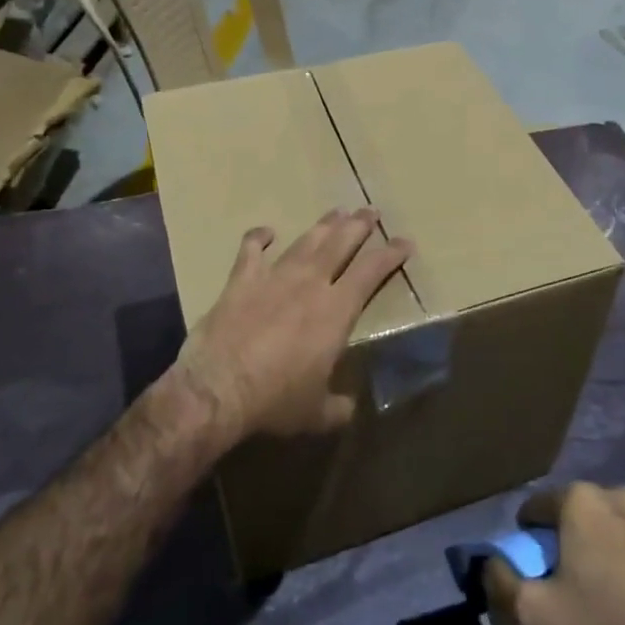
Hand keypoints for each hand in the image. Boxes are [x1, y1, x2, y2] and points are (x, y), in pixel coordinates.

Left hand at [178, 209, 412, 440]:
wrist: (219, 388)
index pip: (371, 272)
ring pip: (305, 242)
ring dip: (322, 226)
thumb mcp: (317, 413)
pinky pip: (250, 250)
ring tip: (336, 212)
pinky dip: (258, 238)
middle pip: (340, 244)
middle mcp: (310, 284)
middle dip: (358, 225)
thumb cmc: (276, 401)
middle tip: (369, 211)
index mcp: (336, 311)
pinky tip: (265, 231)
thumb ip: (338, 406)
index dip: (391, 254)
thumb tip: (349, 407)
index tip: (405, 241)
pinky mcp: (241, 281)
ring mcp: (274, 278)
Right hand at [483, 483, 624, 624]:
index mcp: (582, 500)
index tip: (539, 576)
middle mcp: (622, 491)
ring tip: (618, 596)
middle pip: (580, 514)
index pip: (537, 509)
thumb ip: (500, 581)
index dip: (530, 542)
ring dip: (611, 548)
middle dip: (572, 542)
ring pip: (619, 525)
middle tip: (577, 589)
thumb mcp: (539, 619)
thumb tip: (489, 561)